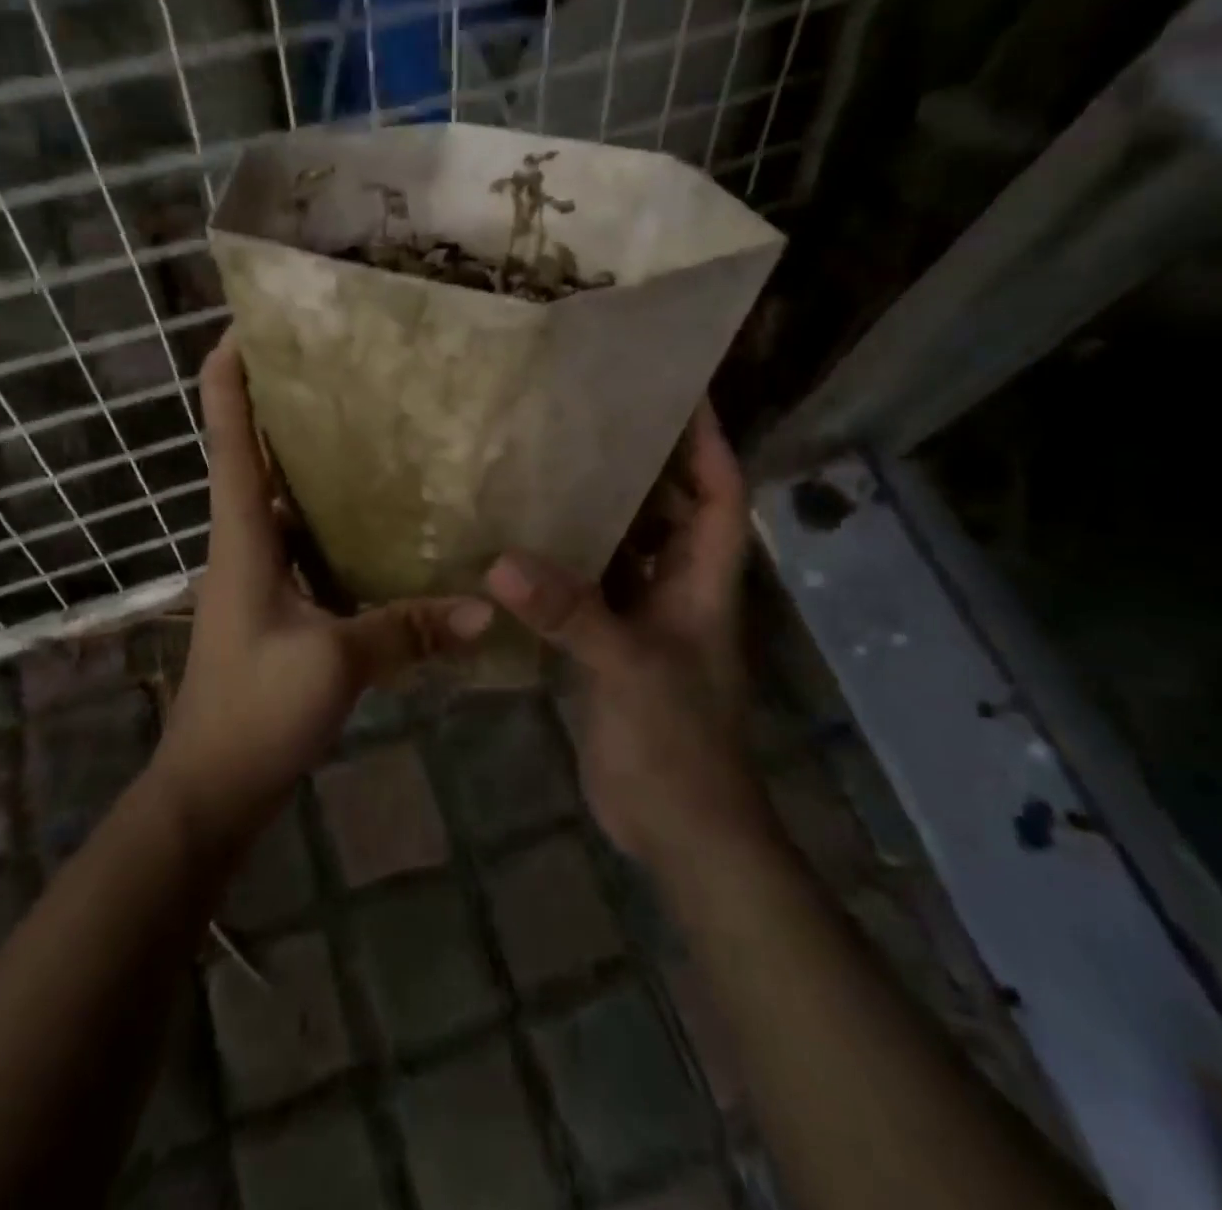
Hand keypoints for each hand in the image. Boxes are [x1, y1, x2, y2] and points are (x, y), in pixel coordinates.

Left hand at [155, 331, 493, 840]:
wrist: (212, 788)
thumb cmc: (254, 710)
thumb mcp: (336, 662)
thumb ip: (409, 629)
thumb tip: (486, 608)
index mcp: (242, 535)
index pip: (229, 436)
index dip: (230, 375)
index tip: (249, 322)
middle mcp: (246, 543)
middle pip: (258, 457)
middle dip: (289, 408)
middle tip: (347, 366)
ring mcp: (261, 578)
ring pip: (289, 504)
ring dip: (318, 467)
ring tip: (376, 428)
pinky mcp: (281, 610)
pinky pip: (311, 549)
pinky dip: (339, 527)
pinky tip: (388, 522)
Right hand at [484, 404, 766, 863]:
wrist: (679, 828)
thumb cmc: (678, 744)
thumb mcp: (628, 669)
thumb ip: (572, 613)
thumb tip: (500, 562)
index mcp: (704, 583)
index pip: (721, 495)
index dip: (709, 443)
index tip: (683, 393)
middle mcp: (678, 591)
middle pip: (670, 512)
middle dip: (645, 465)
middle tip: (594, 418)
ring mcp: (644, 620)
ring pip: (625, 550)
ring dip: (599, 514)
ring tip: (551, 466)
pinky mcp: (611, 648)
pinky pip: (589, 592)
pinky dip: (564, 567)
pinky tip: (523, 546)